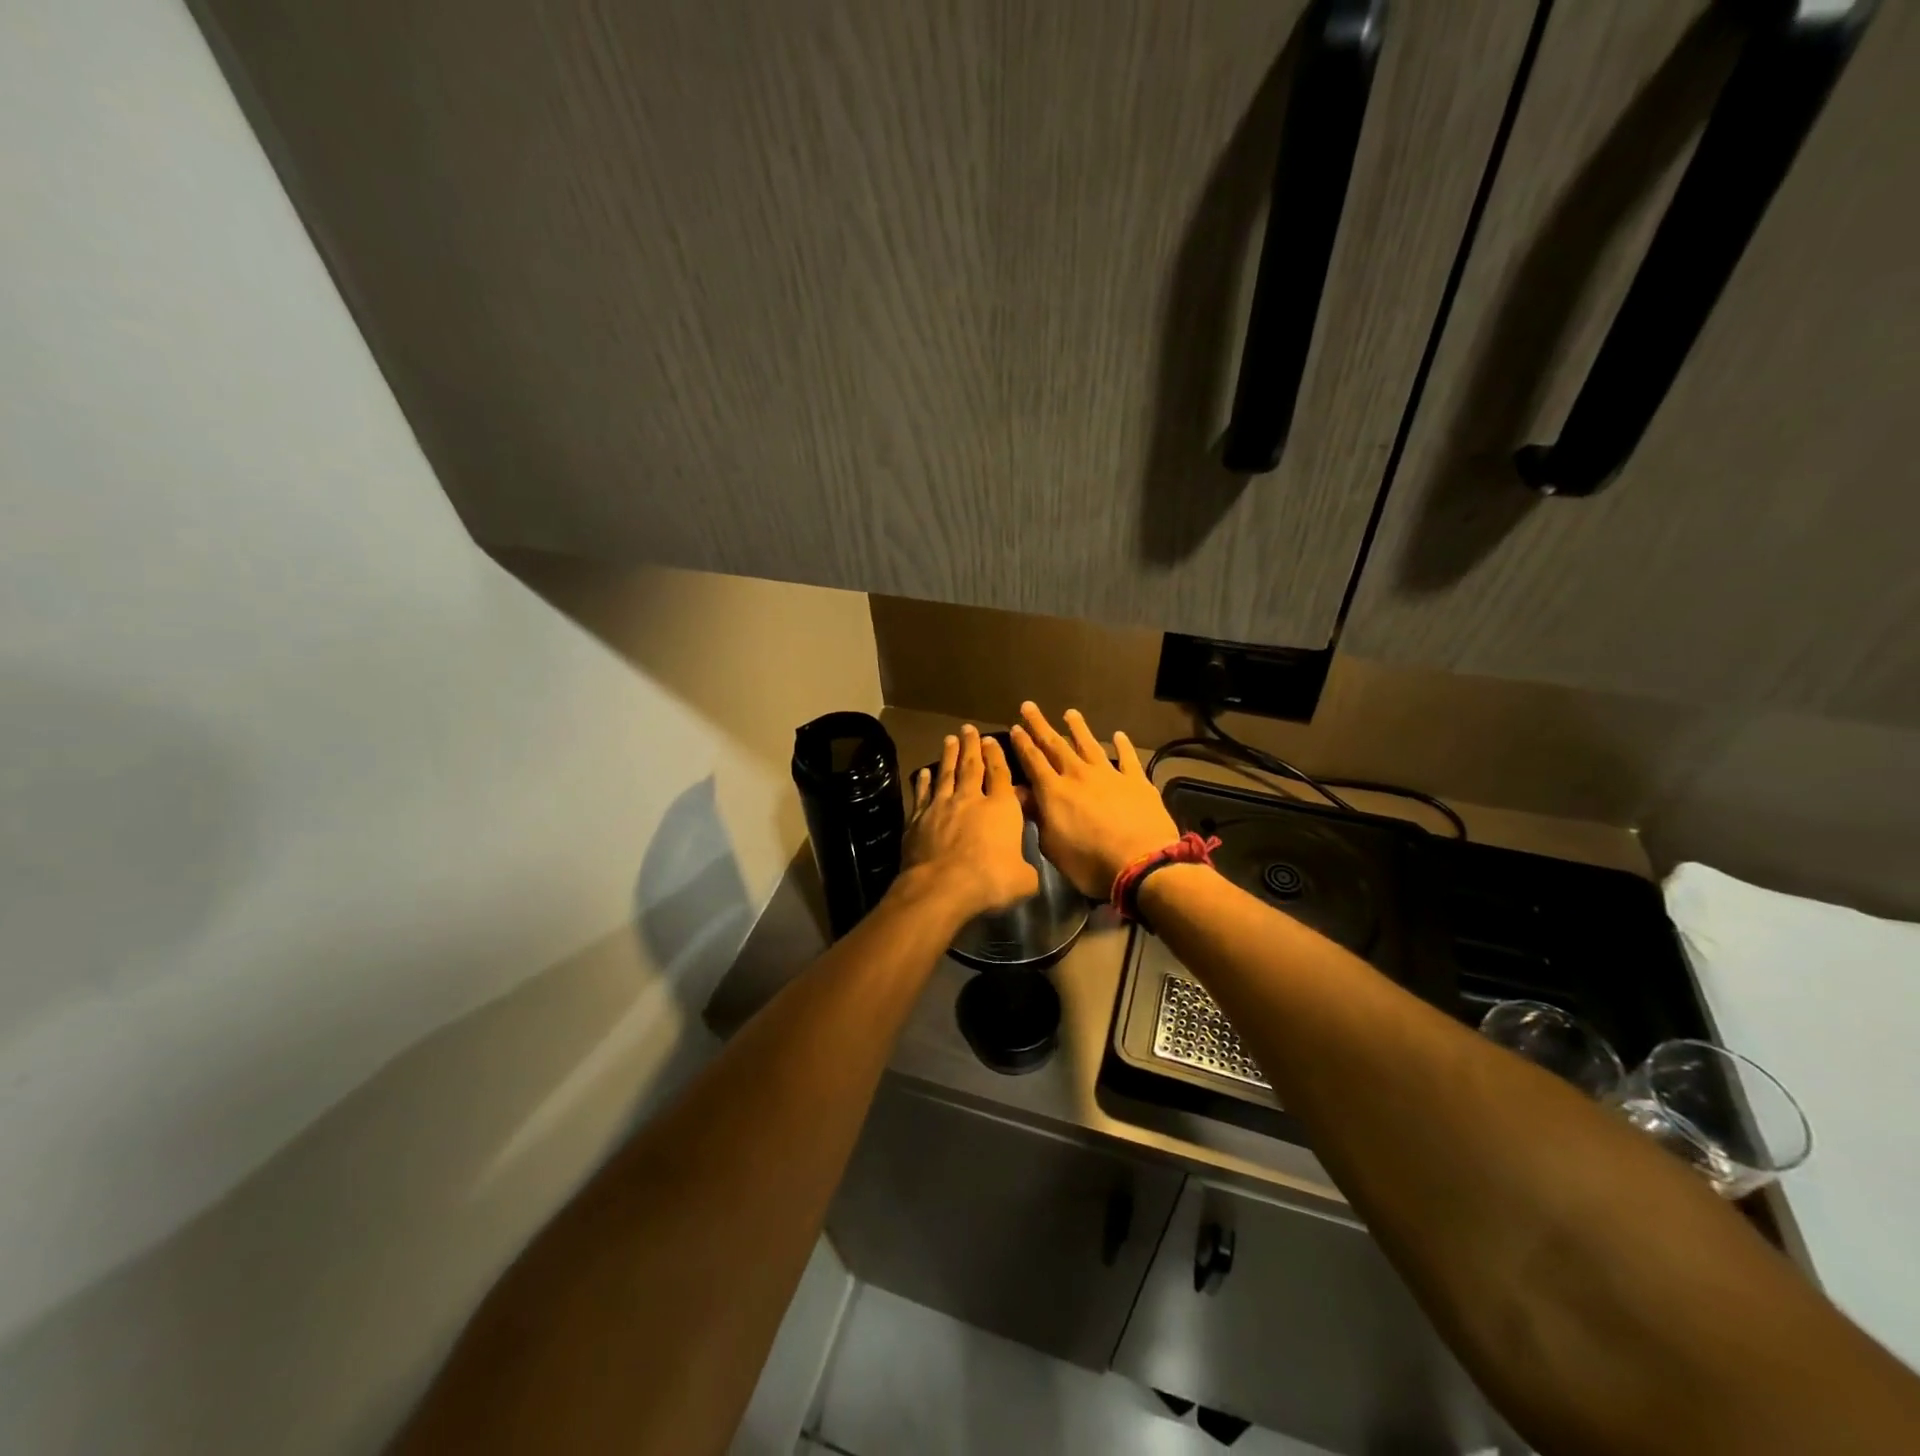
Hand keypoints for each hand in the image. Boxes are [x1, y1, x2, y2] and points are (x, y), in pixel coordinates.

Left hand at [897, 725, 1038, 923]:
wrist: (942, 886)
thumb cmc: (990, 880)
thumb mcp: (1023, 880)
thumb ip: (1027, 870)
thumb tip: (1028, 872)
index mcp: (1000, 808)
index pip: (1000, 774)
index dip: (996, 755)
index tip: (991, 740)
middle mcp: (970, 799)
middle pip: (971, 766)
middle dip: (971, 746)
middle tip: (967, 728)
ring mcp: (941, 807)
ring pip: (946, 774)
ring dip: (948, 755)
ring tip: (949, 740)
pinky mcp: (918, 819)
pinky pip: (923, 795)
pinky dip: (924, 782)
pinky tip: (924, 773)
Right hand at [1008, 703, 1178, 898]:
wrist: (1142, 863)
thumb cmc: (1090, 863)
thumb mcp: (1053, 846)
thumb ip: (1037, 817)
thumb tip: (1021, 794)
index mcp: (1055, 791)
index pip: (1034, 761)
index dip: (1023, 744)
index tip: (1015, 727)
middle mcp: (1079, 775)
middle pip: (1056, 745)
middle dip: (1040, 726)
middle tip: (1030, 707)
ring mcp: (1110, 775)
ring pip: (1090, 745)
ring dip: (1078, 728)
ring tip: (1070, 713)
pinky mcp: (1137, 782)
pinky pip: (1127, 758)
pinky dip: (1122, 745)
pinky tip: (1118, 735)